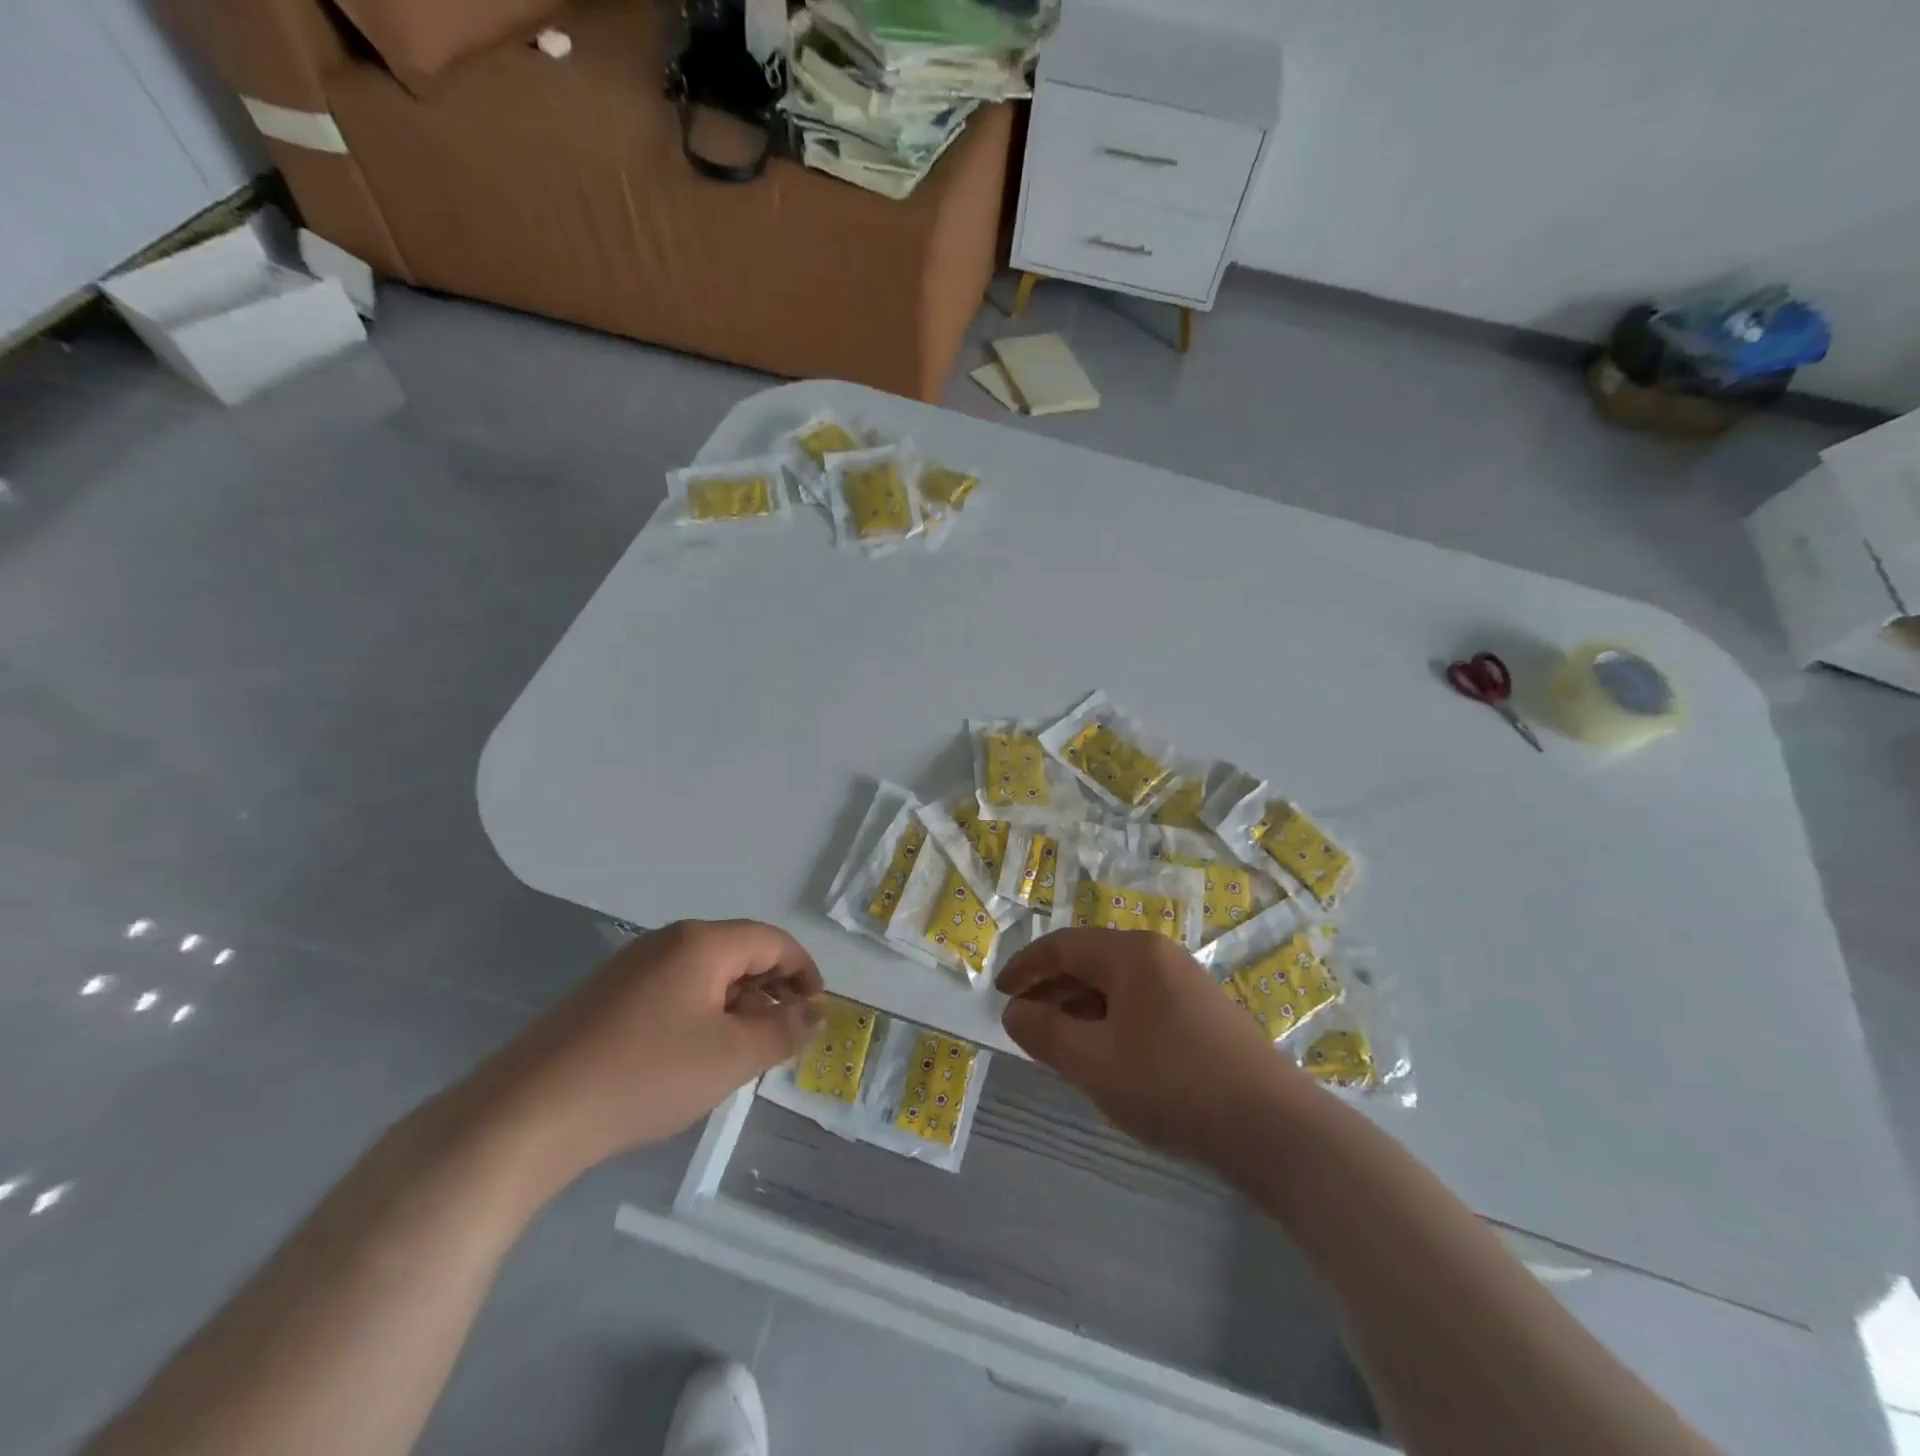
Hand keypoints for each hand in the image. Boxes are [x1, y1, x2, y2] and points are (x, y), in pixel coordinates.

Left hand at [469, 920, 822, 1190]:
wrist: (527, 1115)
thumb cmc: (645, 1075)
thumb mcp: (731, 1058)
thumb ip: (783, 1031)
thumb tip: (816, 1012)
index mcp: (702, 943)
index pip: (772, 941)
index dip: (804, 971)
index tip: (818, 1010)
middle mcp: (666, 943)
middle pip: (738, 953)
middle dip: (771, 990)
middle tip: (784, 1037)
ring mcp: (630, 968)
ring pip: (704, 975)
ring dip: (736, 1006)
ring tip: (742, 1053)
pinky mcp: (604, 998)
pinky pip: (672, 993)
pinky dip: (700, 1016)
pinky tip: (692, 1059)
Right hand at [997, 928, 1307, 1172]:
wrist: (1274, 1127)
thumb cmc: (1173, 1085)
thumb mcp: (1094, 1063)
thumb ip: (1045, 1033)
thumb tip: (1015, 1011)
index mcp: (1132, 953)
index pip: (1063, 946)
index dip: (1026, 967)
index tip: (999, 992)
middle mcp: (1159, 956)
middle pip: (1090, 962)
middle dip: (1051, 988)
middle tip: (1022, 1020)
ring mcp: (1186, 983)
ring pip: (1116, 985)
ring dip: (1079, 1007)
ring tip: (1056, 1041)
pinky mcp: (1202, 1013)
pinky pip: (1140, 1004)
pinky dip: (1110, 1021)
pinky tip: (1105, 1054)